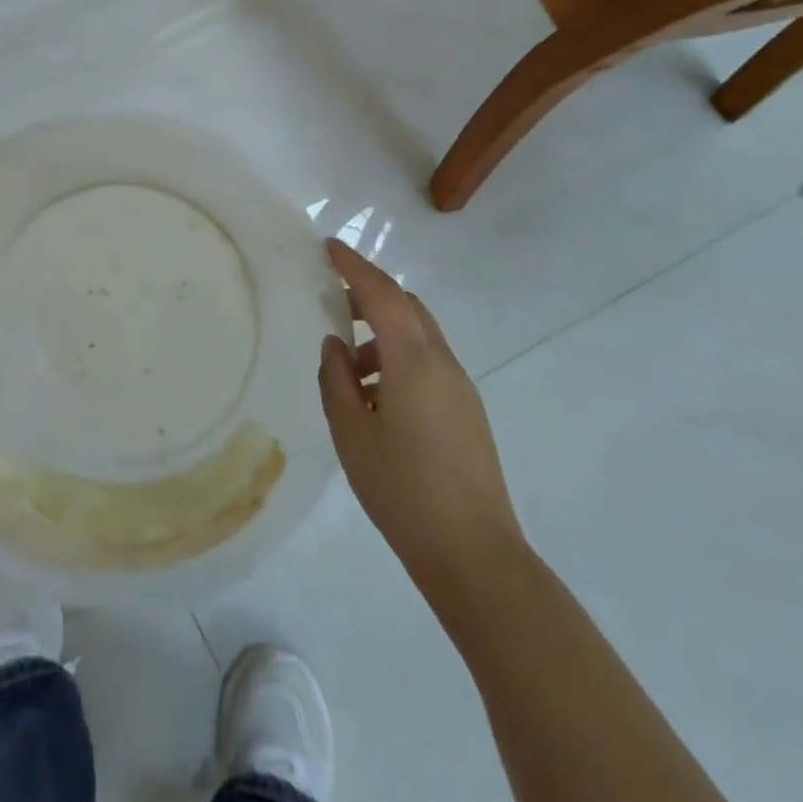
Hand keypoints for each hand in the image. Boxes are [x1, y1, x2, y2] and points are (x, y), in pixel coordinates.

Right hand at [317, 241, 524, 598]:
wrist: (474, 555)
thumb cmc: (402, 489)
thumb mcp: (351, 432)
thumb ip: (336, 379)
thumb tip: (336, 345)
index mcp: (414, 362)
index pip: (383, 294)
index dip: (354, 266)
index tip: (328, 246)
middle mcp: (443, 364)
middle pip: (408, 307)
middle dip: (371, 294)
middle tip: (333, 299)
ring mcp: (461, 389)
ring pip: (419, 336)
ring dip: (383, 333)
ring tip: (348, 367)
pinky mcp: (467, 413)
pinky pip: (429, 364)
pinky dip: (398, 360)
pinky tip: (375, 397)